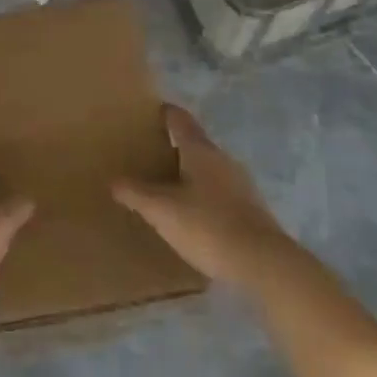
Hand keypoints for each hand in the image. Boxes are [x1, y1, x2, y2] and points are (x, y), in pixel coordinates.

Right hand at [113, 105, 294, 287]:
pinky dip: (204, 195)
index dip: (164, 113)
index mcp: (200, 150)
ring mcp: (241, 184)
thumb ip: (136, 194)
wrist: (263, 264)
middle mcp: (222, 159)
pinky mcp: (251, 209)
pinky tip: (194, 214)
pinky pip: (220, 192)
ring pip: (209, 169)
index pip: (179, 119)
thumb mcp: (162, 211)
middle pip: (195, 143)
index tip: (149, 113)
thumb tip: (114, 181)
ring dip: (190, 173)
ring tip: (168, 186)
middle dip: (174, 147)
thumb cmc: (208, 226)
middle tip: (149, 154)